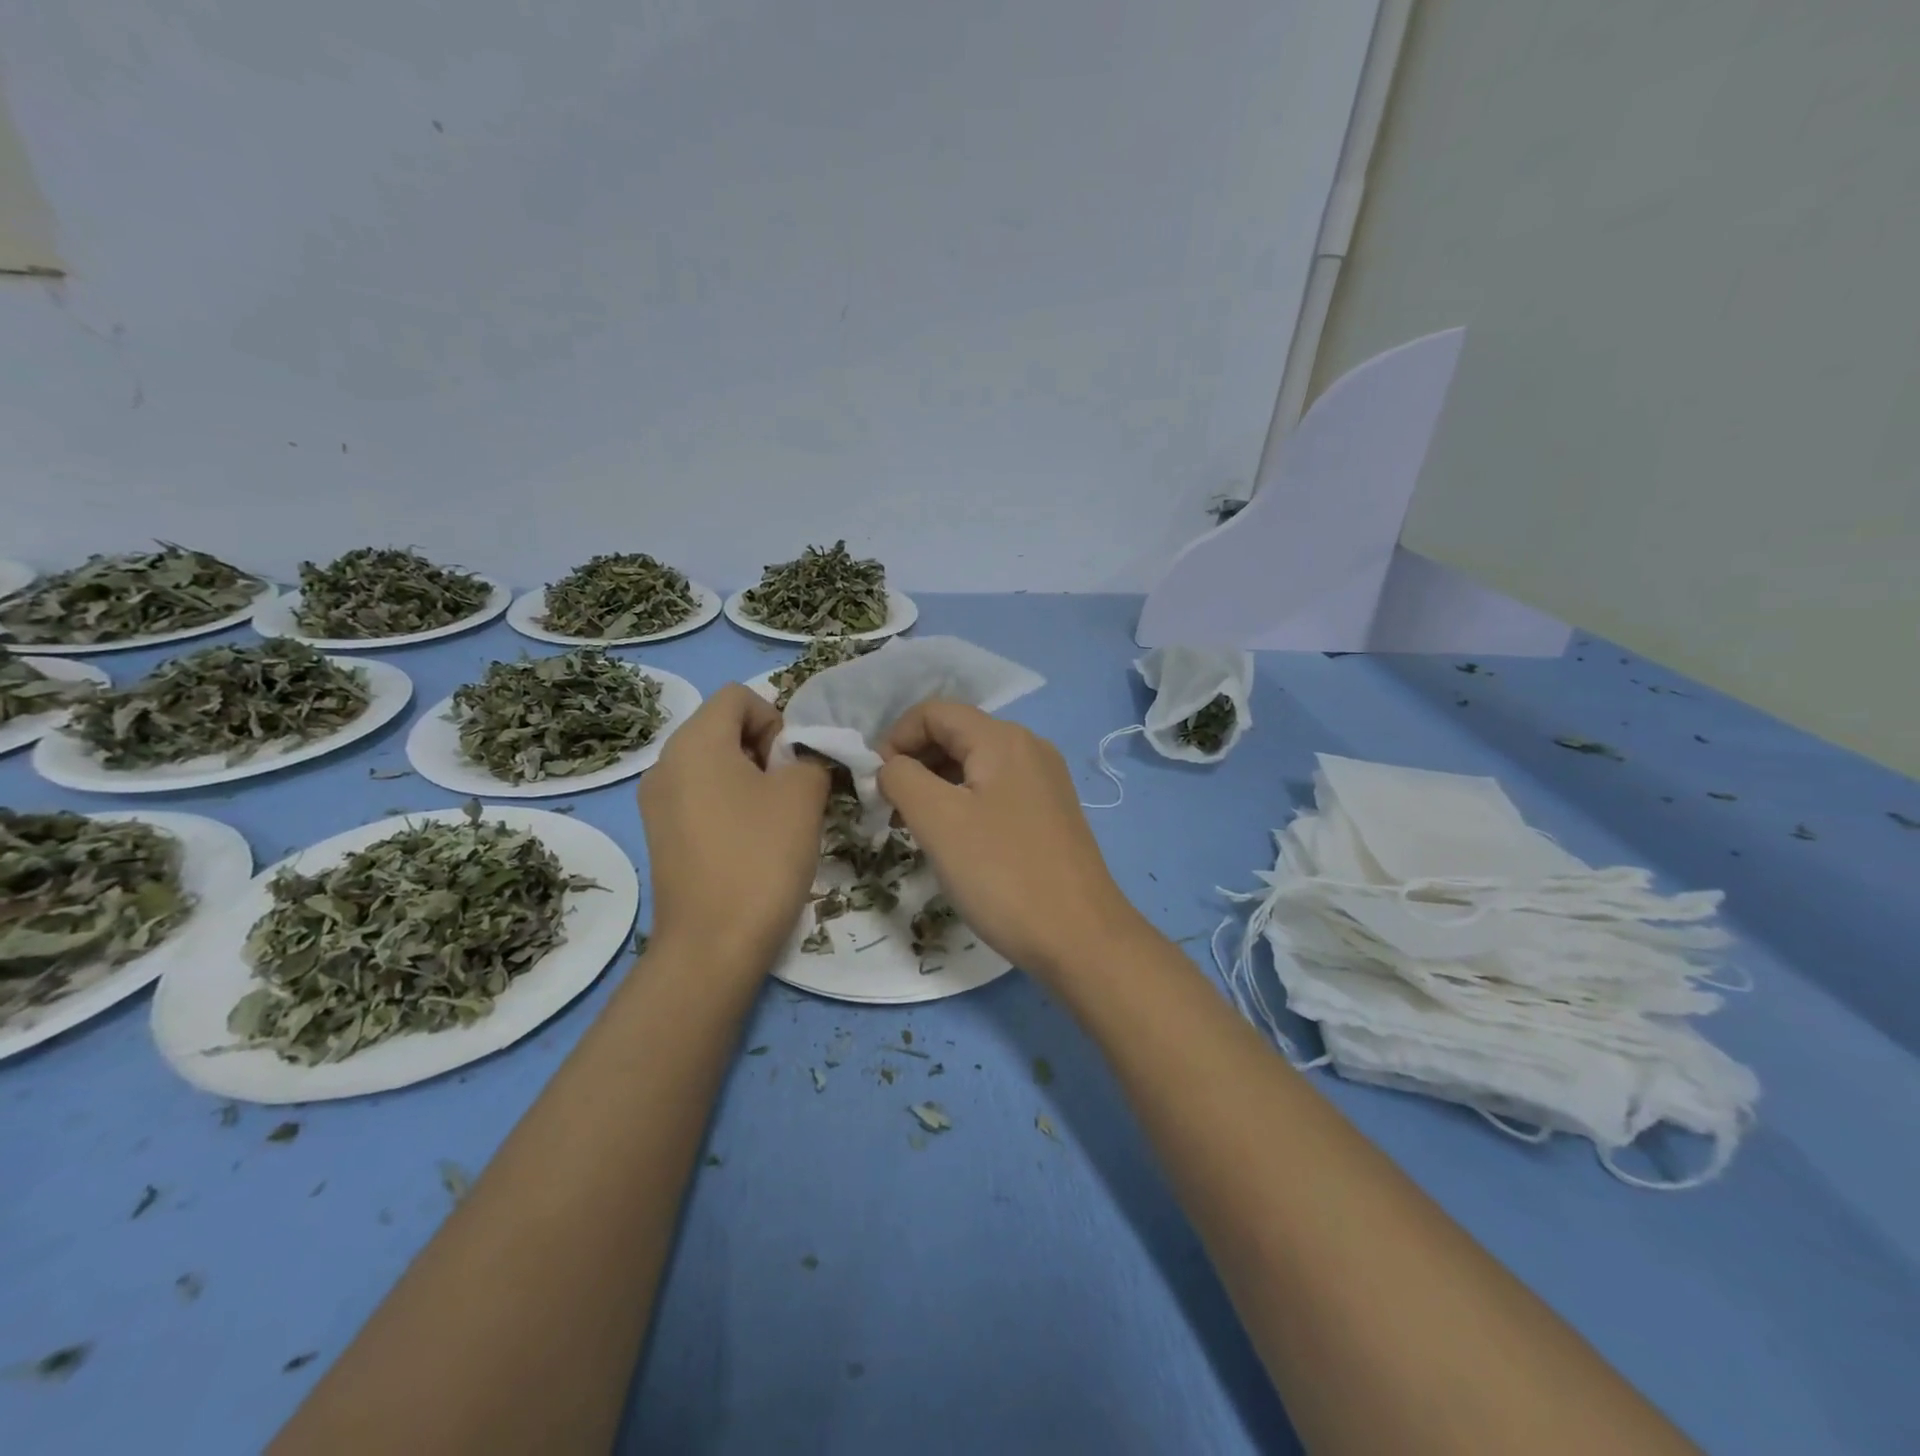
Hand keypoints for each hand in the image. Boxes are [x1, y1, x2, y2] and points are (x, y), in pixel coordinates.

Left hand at [638, 684, 829, 970]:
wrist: (712, 944)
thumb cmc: (761, 857)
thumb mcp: (804, 795)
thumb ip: (811, 758)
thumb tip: (801, 762)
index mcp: (694, 742)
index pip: (739, 696)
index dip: (776, 718)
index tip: (792, 763)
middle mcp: (665, 763)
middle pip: (723, 727)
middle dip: (765, 749)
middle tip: (791, 792)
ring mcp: (656, 802)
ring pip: (713, 764)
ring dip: (751, 778)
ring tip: (775, 820)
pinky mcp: (660, 835)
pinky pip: (700, 796)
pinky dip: (729, 804)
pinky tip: (750, 843)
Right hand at [878, 702, 1144, 981]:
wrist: (1080, 938)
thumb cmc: (1002, 874)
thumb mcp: (938, 820)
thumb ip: (902, 778)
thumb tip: (891, 766)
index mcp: (1003, 738)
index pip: (934, 712)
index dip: (895, 738)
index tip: (876, 785)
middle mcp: (1029, 747)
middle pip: (956, 734)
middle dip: (914, 763)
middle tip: (890, 810)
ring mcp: (1044, 780)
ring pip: (974, 765)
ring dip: (936, 785)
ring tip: (915, 828)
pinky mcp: (1050, 812)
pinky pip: (995, 790)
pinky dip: (964, 802)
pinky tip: (954, 840)